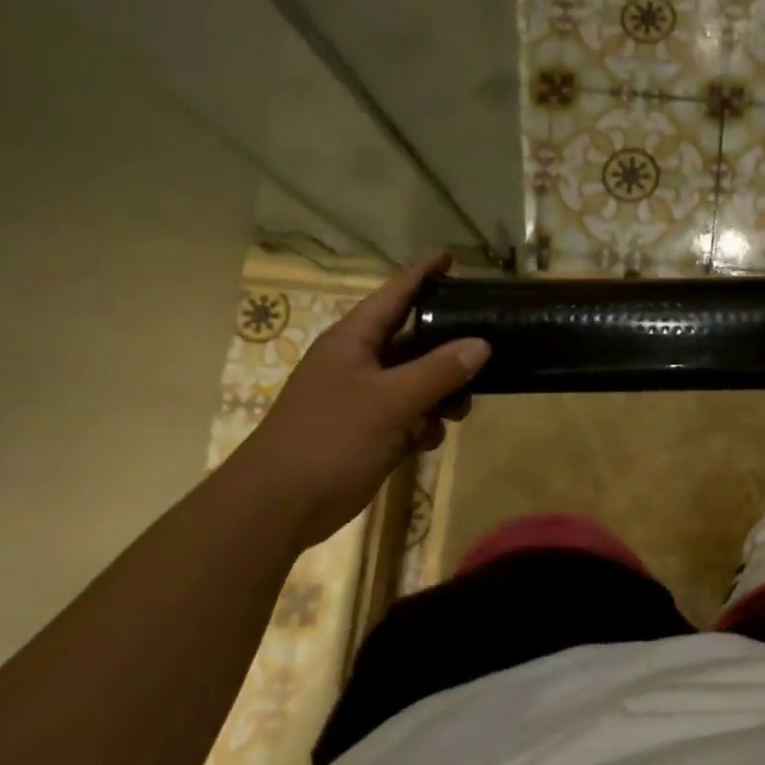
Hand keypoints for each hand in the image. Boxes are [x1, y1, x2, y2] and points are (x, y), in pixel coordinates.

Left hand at [234, 256, 488, 547]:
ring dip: (441, 393)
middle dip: (448, 348)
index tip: (452, 259)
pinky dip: (422, 423)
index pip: (394, 294)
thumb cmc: (330, 439)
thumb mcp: (391, 401)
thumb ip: (439, 371)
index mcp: (354, 340)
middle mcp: (359, 361)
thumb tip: (481, 344)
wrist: (279, 505)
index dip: (423, 274)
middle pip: (414, 339)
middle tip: (486, 352)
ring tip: (459, 411)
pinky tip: (428, 440)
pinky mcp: (367, 430)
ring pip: (416, 381)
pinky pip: (407, 414)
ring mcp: (362, 397)